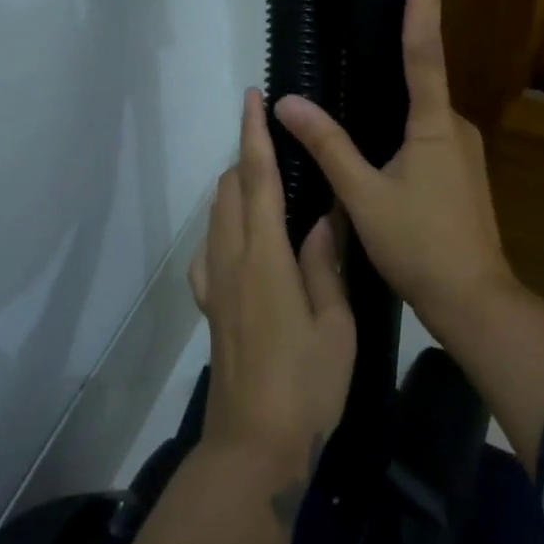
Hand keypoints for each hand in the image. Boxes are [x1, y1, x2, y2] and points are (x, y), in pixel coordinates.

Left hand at [190, 90, 356, 474]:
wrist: (254, 445)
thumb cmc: (307, 385)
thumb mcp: (335, 324)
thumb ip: (325, 264)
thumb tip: (325, 217)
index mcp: (264, 256)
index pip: (255, 179)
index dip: (253, 134)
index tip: (252, 97)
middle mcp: (230, 260)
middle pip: (228, 189)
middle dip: (246, 157)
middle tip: (279, 148)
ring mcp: (213, 283)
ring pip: (215, 215)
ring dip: (235, 189)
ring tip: (268, 188)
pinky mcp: (208, 306)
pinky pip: (208, 250)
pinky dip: (224, 226)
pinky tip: (244, 241)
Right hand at [274, 0, 513, 340]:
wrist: (473, 300)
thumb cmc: (418, 245)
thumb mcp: (362, 195)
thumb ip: (327, 144)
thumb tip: (287, 102)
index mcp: (433, 123)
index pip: (424, 48)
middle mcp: (455, 126)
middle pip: (418, 82)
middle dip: (392, 63)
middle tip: (355, 47)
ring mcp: (462, 150)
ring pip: (418, 116)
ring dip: (389, 111)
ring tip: (354, 121)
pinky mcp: (461, 172)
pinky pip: (425, 137)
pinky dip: (399, 134)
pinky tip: (376, 157)